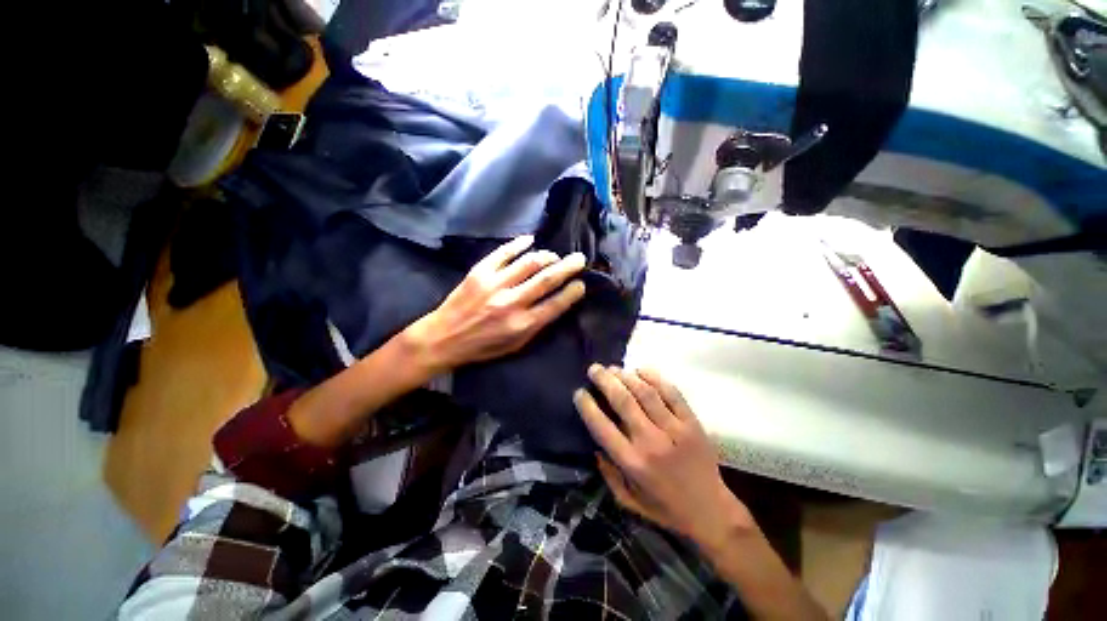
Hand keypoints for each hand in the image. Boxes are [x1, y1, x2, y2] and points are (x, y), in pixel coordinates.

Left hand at [405, 235, 586, 372]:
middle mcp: (512, 302)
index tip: (581, 284)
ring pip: (529, 262)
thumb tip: (557, 303)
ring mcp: (495, 284)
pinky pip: (503, 252)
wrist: (444, 338)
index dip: (573, 292)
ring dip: (547, 256)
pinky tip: (530, 240)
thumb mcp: (515, 345)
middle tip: (580, 259)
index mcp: (522, 324)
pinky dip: (519, 243)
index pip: (556, 304)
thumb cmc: (483, 346)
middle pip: (547, 279)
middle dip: (568, 267)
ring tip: (554, 256)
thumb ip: (537, 325)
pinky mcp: (479, 272)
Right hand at [574, 366, 754, 549]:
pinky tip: (641, 371)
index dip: (587, 406)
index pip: (602, 427)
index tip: (579, 392)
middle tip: (594, 369)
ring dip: (626, 376)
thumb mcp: (628, 501)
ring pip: (645, 393)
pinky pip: (672, 393)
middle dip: (605, 380)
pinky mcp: (692, 422)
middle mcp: (651, 442)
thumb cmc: (665, 508)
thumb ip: (608, 474)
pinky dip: (655, 378)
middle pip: (623, 401)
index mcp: (633, 463)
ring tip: (614, 368)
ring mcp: (674, 429)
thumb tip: (595, 445)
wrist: (711, 511)